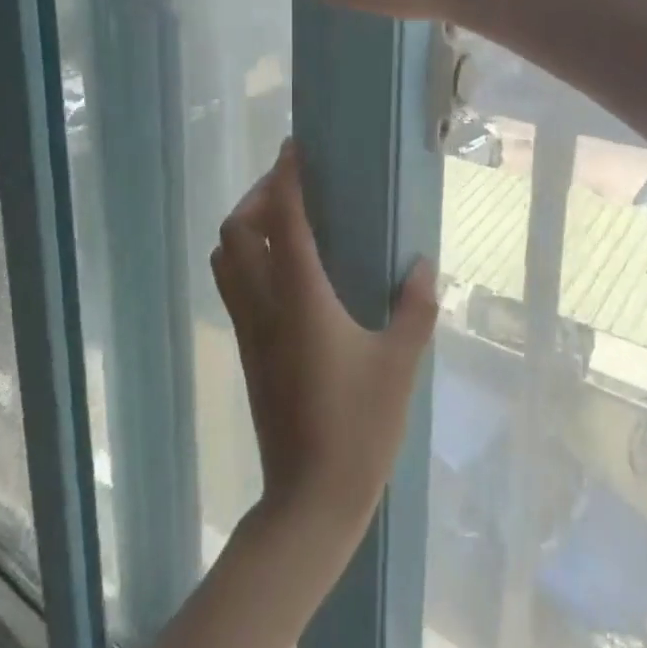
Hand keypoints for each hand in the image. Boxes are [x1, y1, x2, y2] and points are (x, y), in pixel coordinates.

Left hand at [210, 140, 439, 535]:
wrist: (309, 500)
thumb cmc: (359, 429)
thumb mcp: (400, 364)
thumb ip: (414, 308)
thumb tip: (422, 264)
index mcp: (302, 299)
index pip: (283, 219)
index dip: (284, 177)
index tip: (294, 147)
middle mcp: (265, 304)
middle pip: (236, 231)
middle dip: (257, 195)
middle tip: (289, 184)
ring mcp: (248, 328)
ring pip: (224, 258)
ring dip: (243, 225)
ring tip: (279, 217)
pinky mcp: (246, 349)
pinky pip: (231, 284)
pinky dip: (243, 256)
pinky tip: (279, 266)